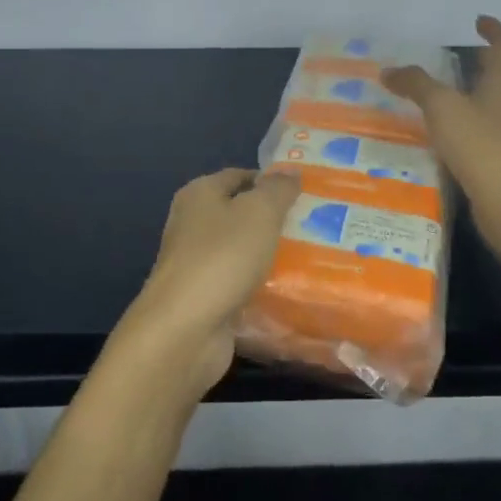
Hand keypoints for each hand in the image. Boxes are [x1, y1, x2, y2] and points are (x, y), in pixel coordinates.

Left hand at [103, 168, 300, 407]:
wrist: (185, 329)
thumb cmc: (222, 258)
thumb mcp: (259, 212)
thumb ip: (278, 189)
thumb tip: (290, 172)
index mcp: (199, 195)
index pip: (239, 176)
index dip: (270, 181)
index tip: (305, 193)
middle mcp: (192, 225)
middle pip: (240, 215)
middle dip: (274, 220)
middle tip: (315, 225)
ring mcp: (195, 264)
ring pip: (241, 252)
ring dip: (270, 256)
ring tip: (312, 258)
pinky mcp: (203, 298)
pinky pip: (239, 284)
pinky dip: (260, 287)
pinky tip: (289, 292)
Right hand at [381, 16, 500, 260]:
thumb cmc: (481, 145)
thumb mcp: (442, 107)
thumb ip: (416, 85)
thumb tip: (388, 70)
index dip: (494, 30)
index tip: (478, 21)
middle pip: (498, 75)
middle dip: (477, 63)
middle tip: (449, 57)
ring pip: (486, 105)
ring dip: (465, 96)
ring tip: (432, 95)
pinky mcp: (498, 162)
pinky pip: (477, 134)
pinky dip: (459, 127)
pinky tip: (434, 135)